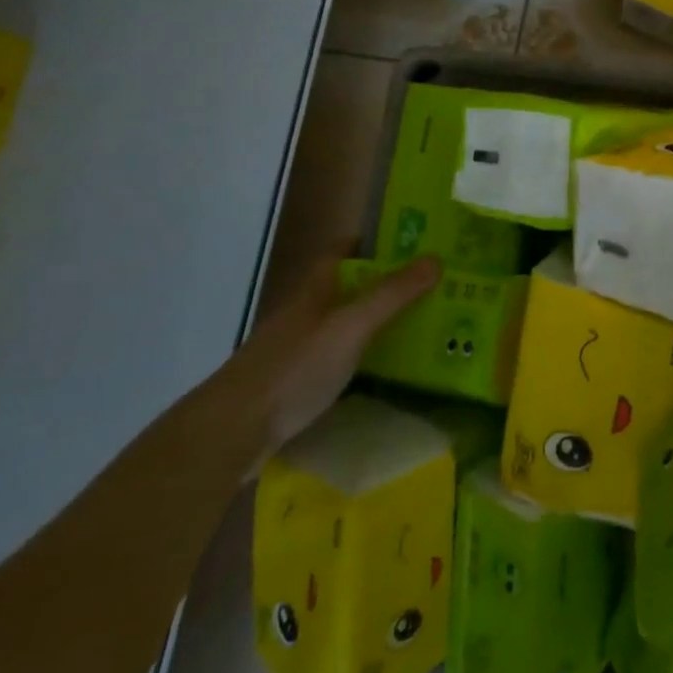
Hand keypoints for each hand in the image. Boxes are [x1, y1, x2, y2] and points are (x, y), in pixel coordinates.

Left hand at [209, 249, 440, 457]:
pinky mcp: (299, 383)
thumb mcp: (351, 326)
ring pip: (347, 325)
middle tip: (438, 287)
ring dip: (381, 322)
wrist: (233, 431)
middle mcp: (307, 312)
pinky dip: (367, 358)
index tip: (416, 243)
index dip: (376, 241)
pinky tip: (393, 372)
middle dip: (390, 284)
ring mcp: (300, 349)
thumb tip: (437, 258)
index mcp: (316, 289)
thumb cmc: (294, 367)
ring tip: (428, 326)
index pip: (344, 249)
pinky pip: (342, 359)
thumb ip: (392, 294)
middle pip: (351, 287)